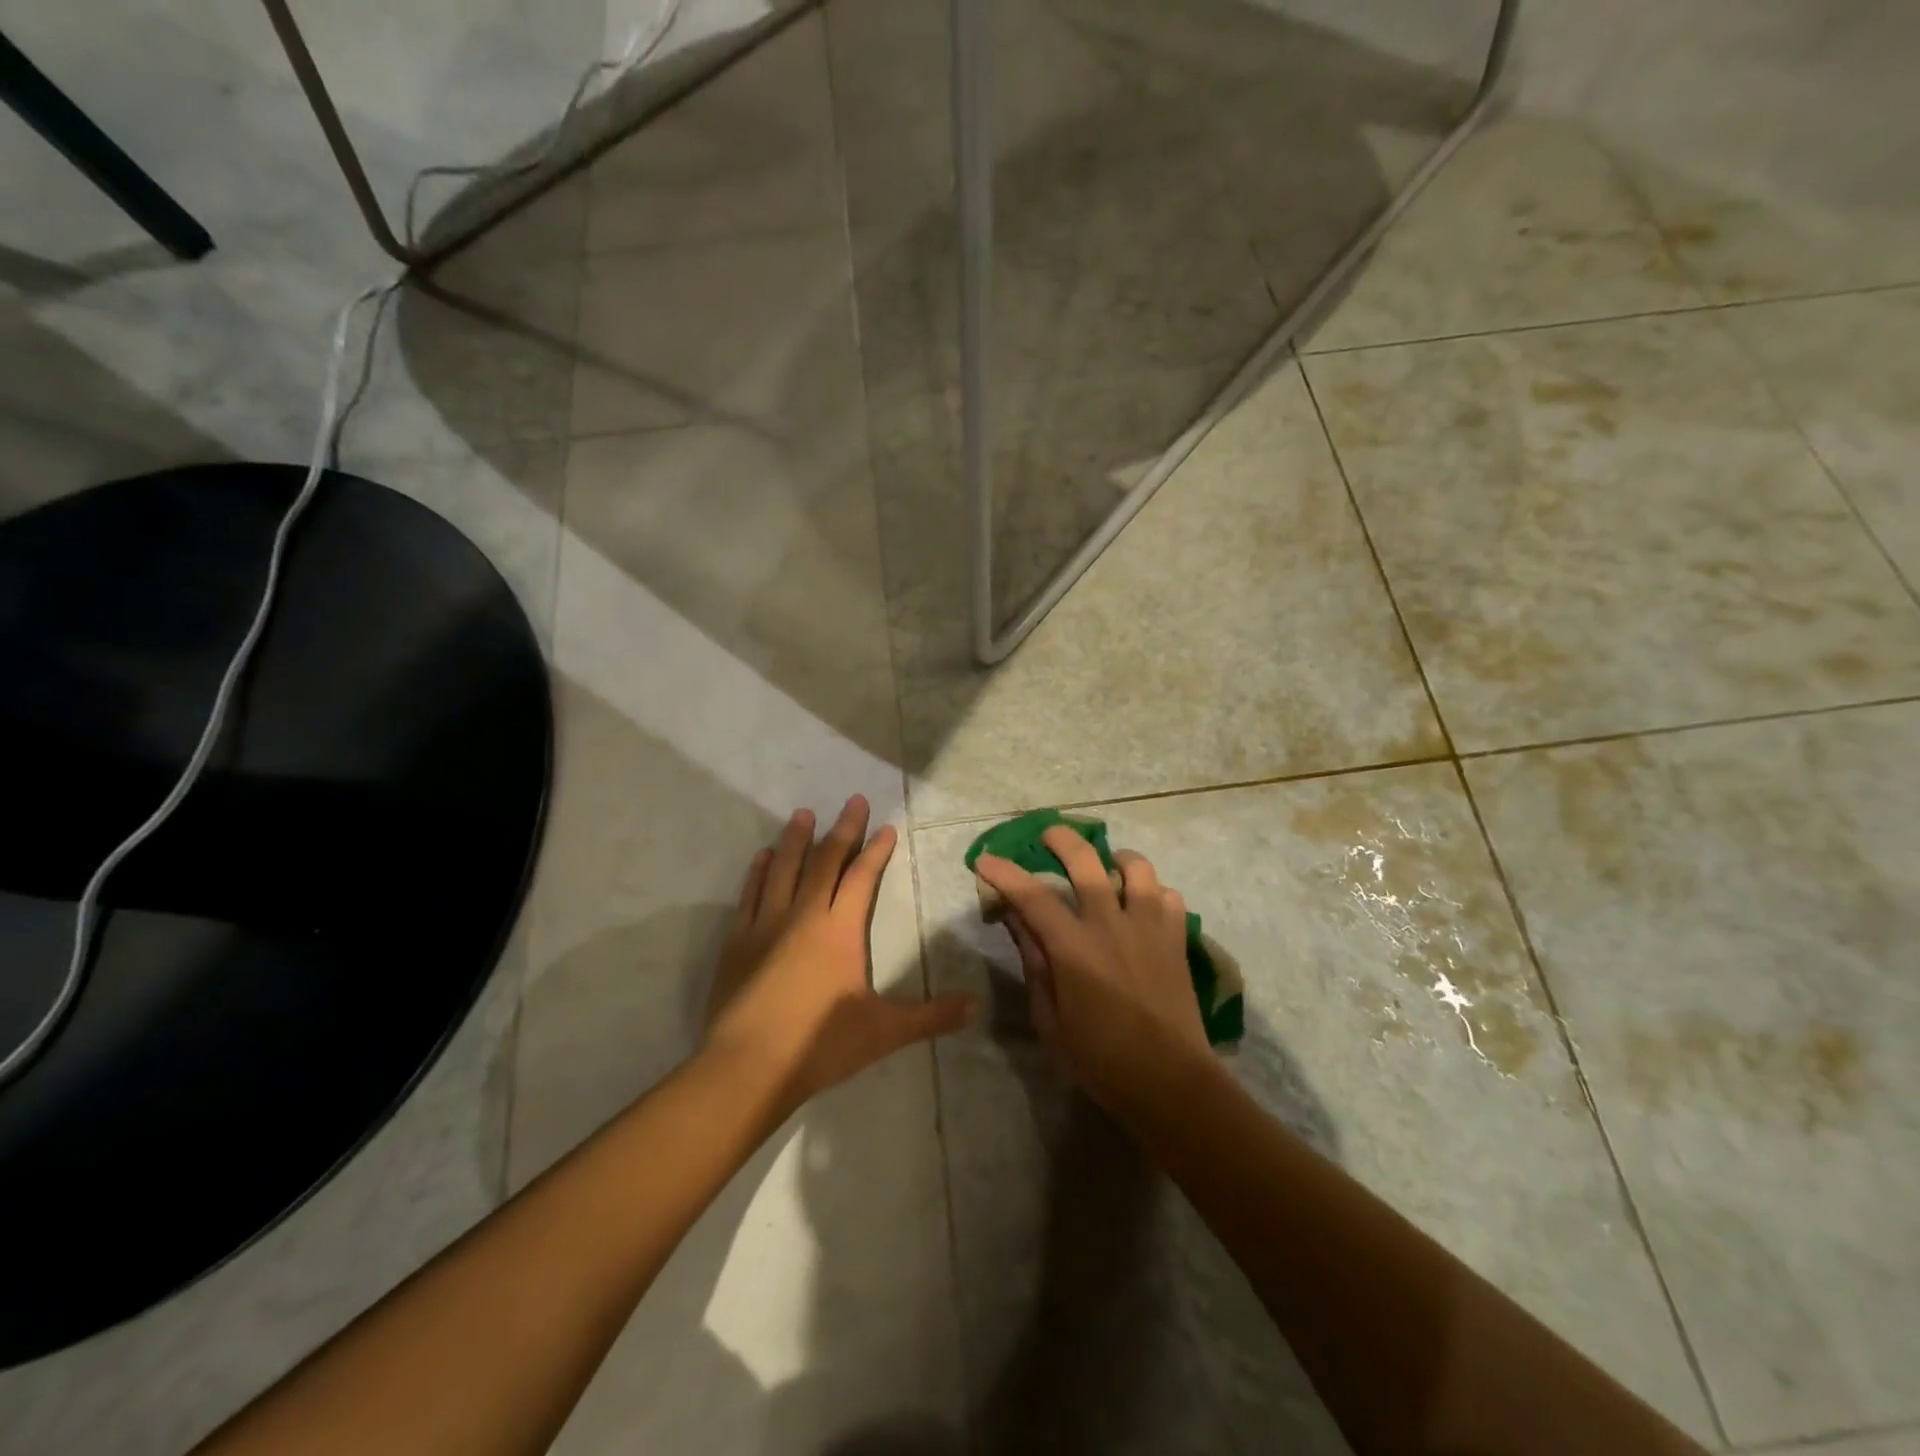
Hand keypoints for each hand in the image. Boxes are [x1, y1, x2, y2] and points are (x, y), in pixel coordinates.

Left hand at [704, 796, 974, 1111]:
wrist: (748, 1067)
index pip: (862, 877)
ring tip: (803, 814)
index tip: (885, 826)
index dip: (875, 850)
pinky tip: (763, 856)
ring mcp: (766, 925)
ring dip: (796, 840)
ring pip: (784, 870)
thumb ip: (931, 1016)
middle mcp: (804, 915)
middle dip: (842, 830)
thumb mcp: (885, 1032)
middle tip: (852, 800)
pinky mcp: (738, 941)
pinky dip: (759, 872)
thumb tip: (976, 1007)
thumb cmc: (820, 1045)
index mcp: (840, 930)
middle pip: (825, 862)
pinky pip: (750, 895)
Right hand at [975, 827, 1214, 1122]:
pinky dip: (1153, 893)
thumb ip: (1035, 964)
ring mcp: (1149, 928)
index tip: (984, 859)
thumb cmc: (1100, 1059)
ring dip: (1117, 858)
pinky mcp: (1176, 940)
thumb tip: (1018, 921)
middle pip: (1086, 861)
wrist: (1170, 1082)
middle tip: (1047, 835)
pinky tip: (1142, 907)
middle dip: (1061, 839)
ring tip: (1107, 866)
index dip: (1004, 873)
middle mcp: (1112, 925)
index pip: (1031, 896)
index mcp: (1074, 948)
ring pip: (1137, 868)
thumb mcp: (1050, 1020)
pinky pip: (1169, 897)